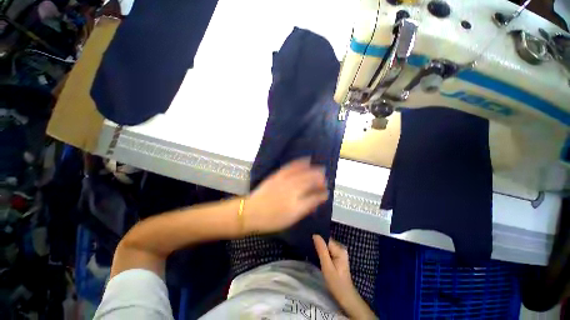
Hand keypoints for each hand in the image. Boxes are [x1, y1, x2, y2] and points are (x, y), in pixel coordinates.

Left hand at [245, 158, 328, 233]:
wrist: (250, 212)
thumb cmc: (272, 218)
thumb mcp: (292, 217)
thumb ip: (307, 206)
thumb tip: (320, 199)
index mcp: (296, 199)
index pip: (313, 193)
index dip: (321, 192)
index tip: (326, 192)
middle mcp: (291, 186)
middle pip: (308, 180)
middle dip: (318, 178)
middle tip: (325, 178)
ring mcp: (283, 179)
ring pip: (301, 172)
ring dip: (311, 169)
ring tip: (319, 168)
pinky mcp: (277, 175)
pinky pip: (290, 167)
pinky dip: (298, 162)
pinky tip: (304, 160)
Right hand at [313, 235, 376, 319]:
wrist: (346, 297)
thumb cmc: (336, 283)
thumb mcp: (327, 267)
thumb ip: (321, 250)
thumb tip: (315, 234)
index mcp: (340, 249)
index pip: (326, 239)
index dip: (317, 239)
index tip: (308, 241)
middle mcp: (341, 248)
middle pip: (326, 241)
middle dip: (318, 243)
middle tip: (308, 247)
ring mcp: (340, 253)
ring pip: (326, 246)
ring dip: (319, 248)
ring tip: (311, 250)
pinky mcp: (338, 257)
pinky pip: (328, 250)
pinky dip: (322, 252)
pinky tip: (317, 255)